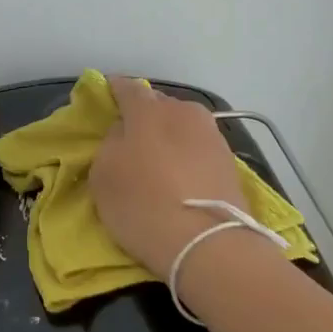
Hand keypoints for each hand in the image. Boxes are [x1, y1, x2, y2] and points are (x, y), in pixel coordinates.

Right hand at [90, 76, 246, 274]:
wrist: (207, 244)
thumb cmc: (143, 204)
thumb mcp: (103, 174)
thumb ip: (111, 142)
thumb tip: (125, 133)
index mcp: (149, 109)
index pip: (127, 87)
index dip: (113, 92)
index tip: (105, 101)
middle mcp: (185, 112)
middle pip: (159, 105)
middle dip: (144, 116)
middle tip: (130, 139)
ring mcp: (212, 136)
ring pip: (182, 127)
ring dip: (168, 138)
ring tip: (157, 163)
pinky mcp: (229, 162)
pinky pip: (197, 150)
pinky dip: (186, 157)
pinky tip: (179, 178)